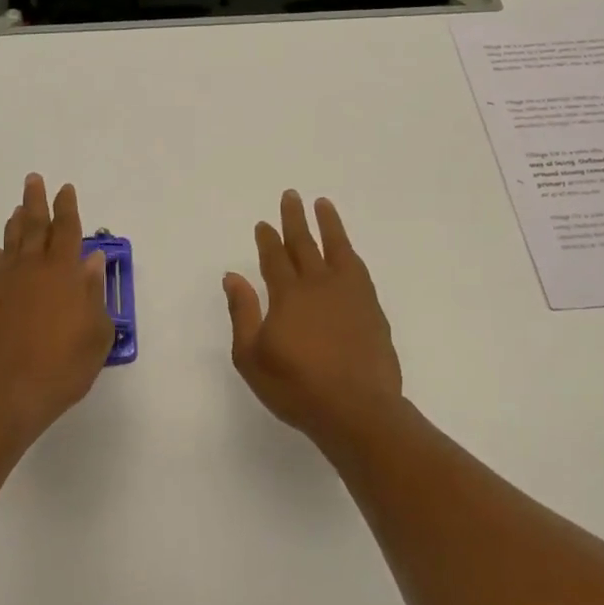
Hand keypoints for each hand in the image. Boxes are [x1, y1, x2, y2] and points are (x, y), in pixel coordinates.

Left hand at [0, 174, 114, 439]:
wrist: (2, 395)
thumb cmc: (61, 367)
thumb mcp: (96, 335)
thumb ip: (94, 294)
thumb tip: (91, 261)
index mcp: (62, 273)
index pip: (67, 230)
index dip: (67, 207)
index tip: (65, 189)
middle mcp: (29, 268)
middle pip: (33, 226)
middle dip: (35, 201)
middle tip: (34, 180)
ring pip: (9, 243)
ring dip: (15, 224)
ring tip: (16, 210)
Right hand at [222, 191, 404, 447]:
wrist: (357, 409)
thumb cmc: (297, 387)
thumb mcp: (252, 357)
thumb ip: (243, 313)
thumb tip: (232, 276)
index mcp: (287, 295)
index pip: (274, 258)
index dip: (268, 239)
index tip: (264, 223)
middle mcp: (318, 285)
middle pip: (304, 244)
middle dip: (294, 219)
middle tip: (291, 195)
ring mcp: (349, 293)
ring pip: (337, 247)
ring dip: (328, 224)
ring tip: (323, 203)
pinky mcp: (371, 307)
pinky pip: (358, 267)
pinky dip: (349, 252)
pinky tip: (347, 249)